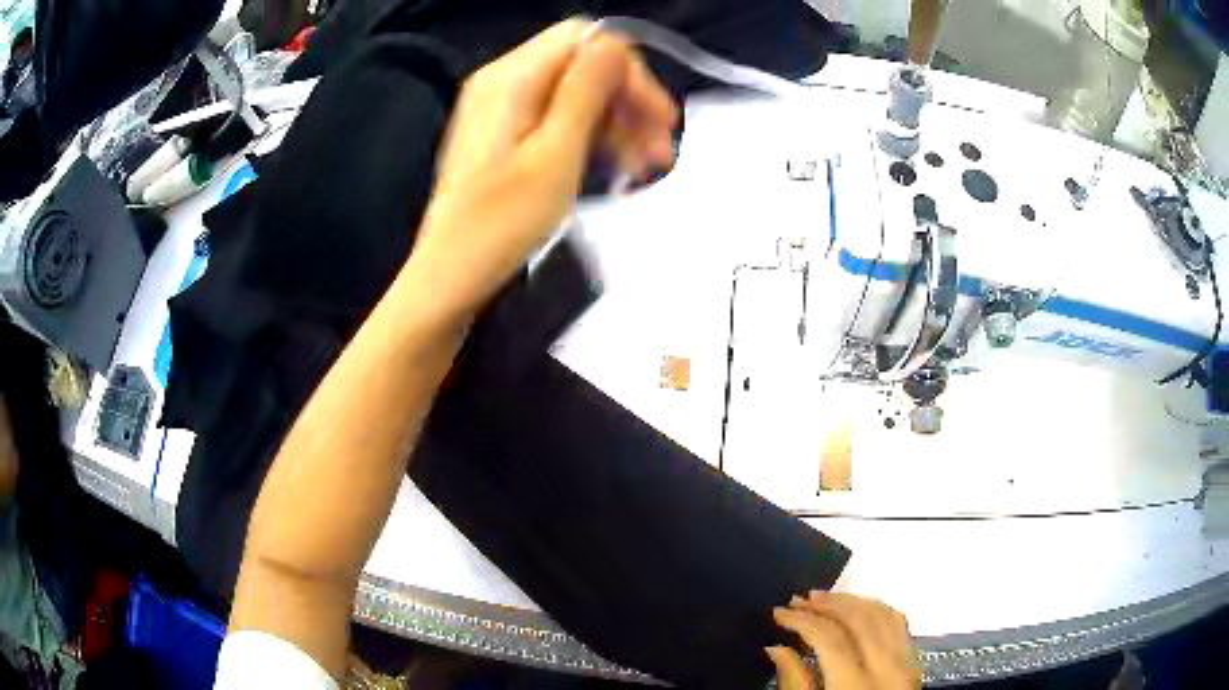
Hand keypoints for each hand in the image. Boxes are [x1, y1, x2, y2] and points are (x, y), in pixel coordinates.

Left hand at [408, 18, 677, 320]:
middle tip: (662, 149)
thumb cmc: (502, 222)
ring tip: (648, 166)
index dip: (630, 72)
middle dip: (628, 101)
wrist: (450, 276)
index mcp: (512, 78)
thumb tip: (615, 44)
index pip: (585, 42)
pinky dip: (590, 136)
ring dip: (616, 122)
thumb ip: (586, 90)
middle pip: (581, 66)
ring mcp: (501, 109)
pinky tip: (617, 167)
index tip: (661, 119)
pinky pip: (557, 118)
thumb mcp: (555, 154)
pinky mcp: (504, 136)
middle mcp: (504, 82)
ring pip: (574, 94)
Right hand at [768, 592, 921, 689]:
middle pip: (858, 620)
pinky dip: (877, 608)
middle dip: (826, 605)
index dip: (802, 620)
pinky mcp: (914, 662)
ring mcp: (906, 663)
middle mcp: (887, 669)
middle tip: (798, 599)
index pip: (830, 639)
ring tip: (824, 598)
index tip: (779, 612)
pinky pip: (899, 623)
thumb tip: (776, 647)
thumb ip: (794, 683)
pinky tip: (859, 607)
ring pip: (881, 615)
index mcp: (855, 687)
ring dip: (851, 601)